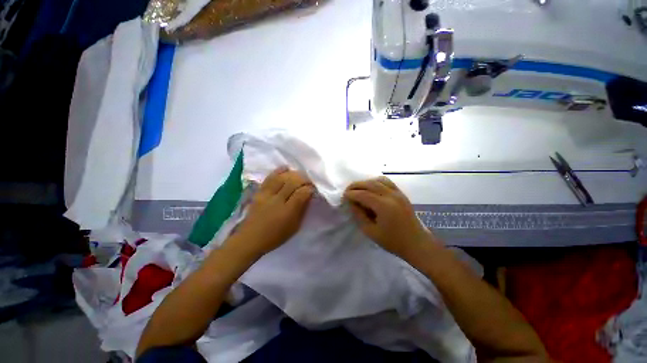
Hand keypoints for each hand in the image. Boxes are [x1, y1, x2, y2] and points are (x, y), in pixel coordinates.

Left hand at [232, 167, 314, 256]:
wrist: (250, 239)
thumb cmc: (275, 236)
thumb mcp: (294, 227)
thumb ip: (302, 210)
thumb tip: (308, 196)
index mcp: (287, 211)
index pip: (302, 193)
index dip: (310, 188)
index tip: (314, 188)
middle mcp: (277, 200)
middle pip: (293, 182)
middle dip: (304, 179)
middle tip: (309, 181)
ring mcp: (266, 194)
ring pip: (282, 177)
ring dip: (293, 173)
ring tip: (299, 175)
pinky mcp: (259, 192)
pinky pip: (269, 177)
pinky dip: (278, 171)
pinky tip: (285, 168)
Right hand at [344, 177, 437, 257]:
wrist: (417, 243)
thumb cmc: (393, 241)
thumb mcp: (371, 232)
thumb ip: (359, 215)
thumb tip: (352, 203)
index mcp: (384, 206)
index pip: (363, 194)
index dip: (351, 194)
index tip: (343, 197)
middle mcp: (391, 195)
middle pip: (370, 184)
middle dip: (356, 186)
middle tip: (347, 191)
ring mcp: (398, 193)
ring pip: (378, 180)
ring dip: (366, 182)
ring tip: (358, 189)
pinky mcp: (401, 193)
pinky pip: (387, 182)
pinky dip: (376, 182)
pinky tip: (371, 187)